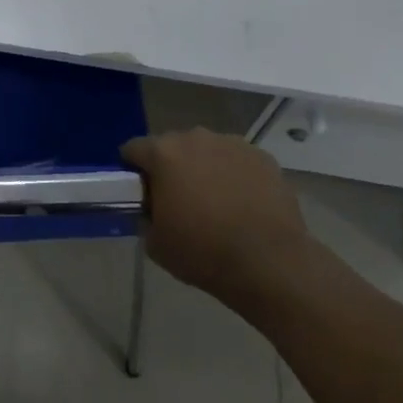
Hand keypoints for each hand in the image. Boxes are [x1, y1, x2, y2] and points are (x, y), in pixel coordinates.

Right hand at [121, 128, 312, 304]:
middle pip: (172, 146)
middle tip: (178, 200)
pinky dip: (235, 176)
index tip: (139, 193)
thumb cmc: (204, 252)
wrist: (270, 264)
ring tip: (216, 203)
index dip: (132, 170)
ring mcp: (233, 144)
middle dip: (171, 167)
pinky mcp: (263, 158)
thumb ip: (146, 217)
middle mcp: (195, 138)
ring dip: (204, 169)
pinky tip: (243, 204)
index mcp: (163, 153)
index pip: (133, 149)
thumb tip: (153, 210)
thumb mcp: (155, 243)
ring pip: (207, 151)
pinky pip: (238, 162)